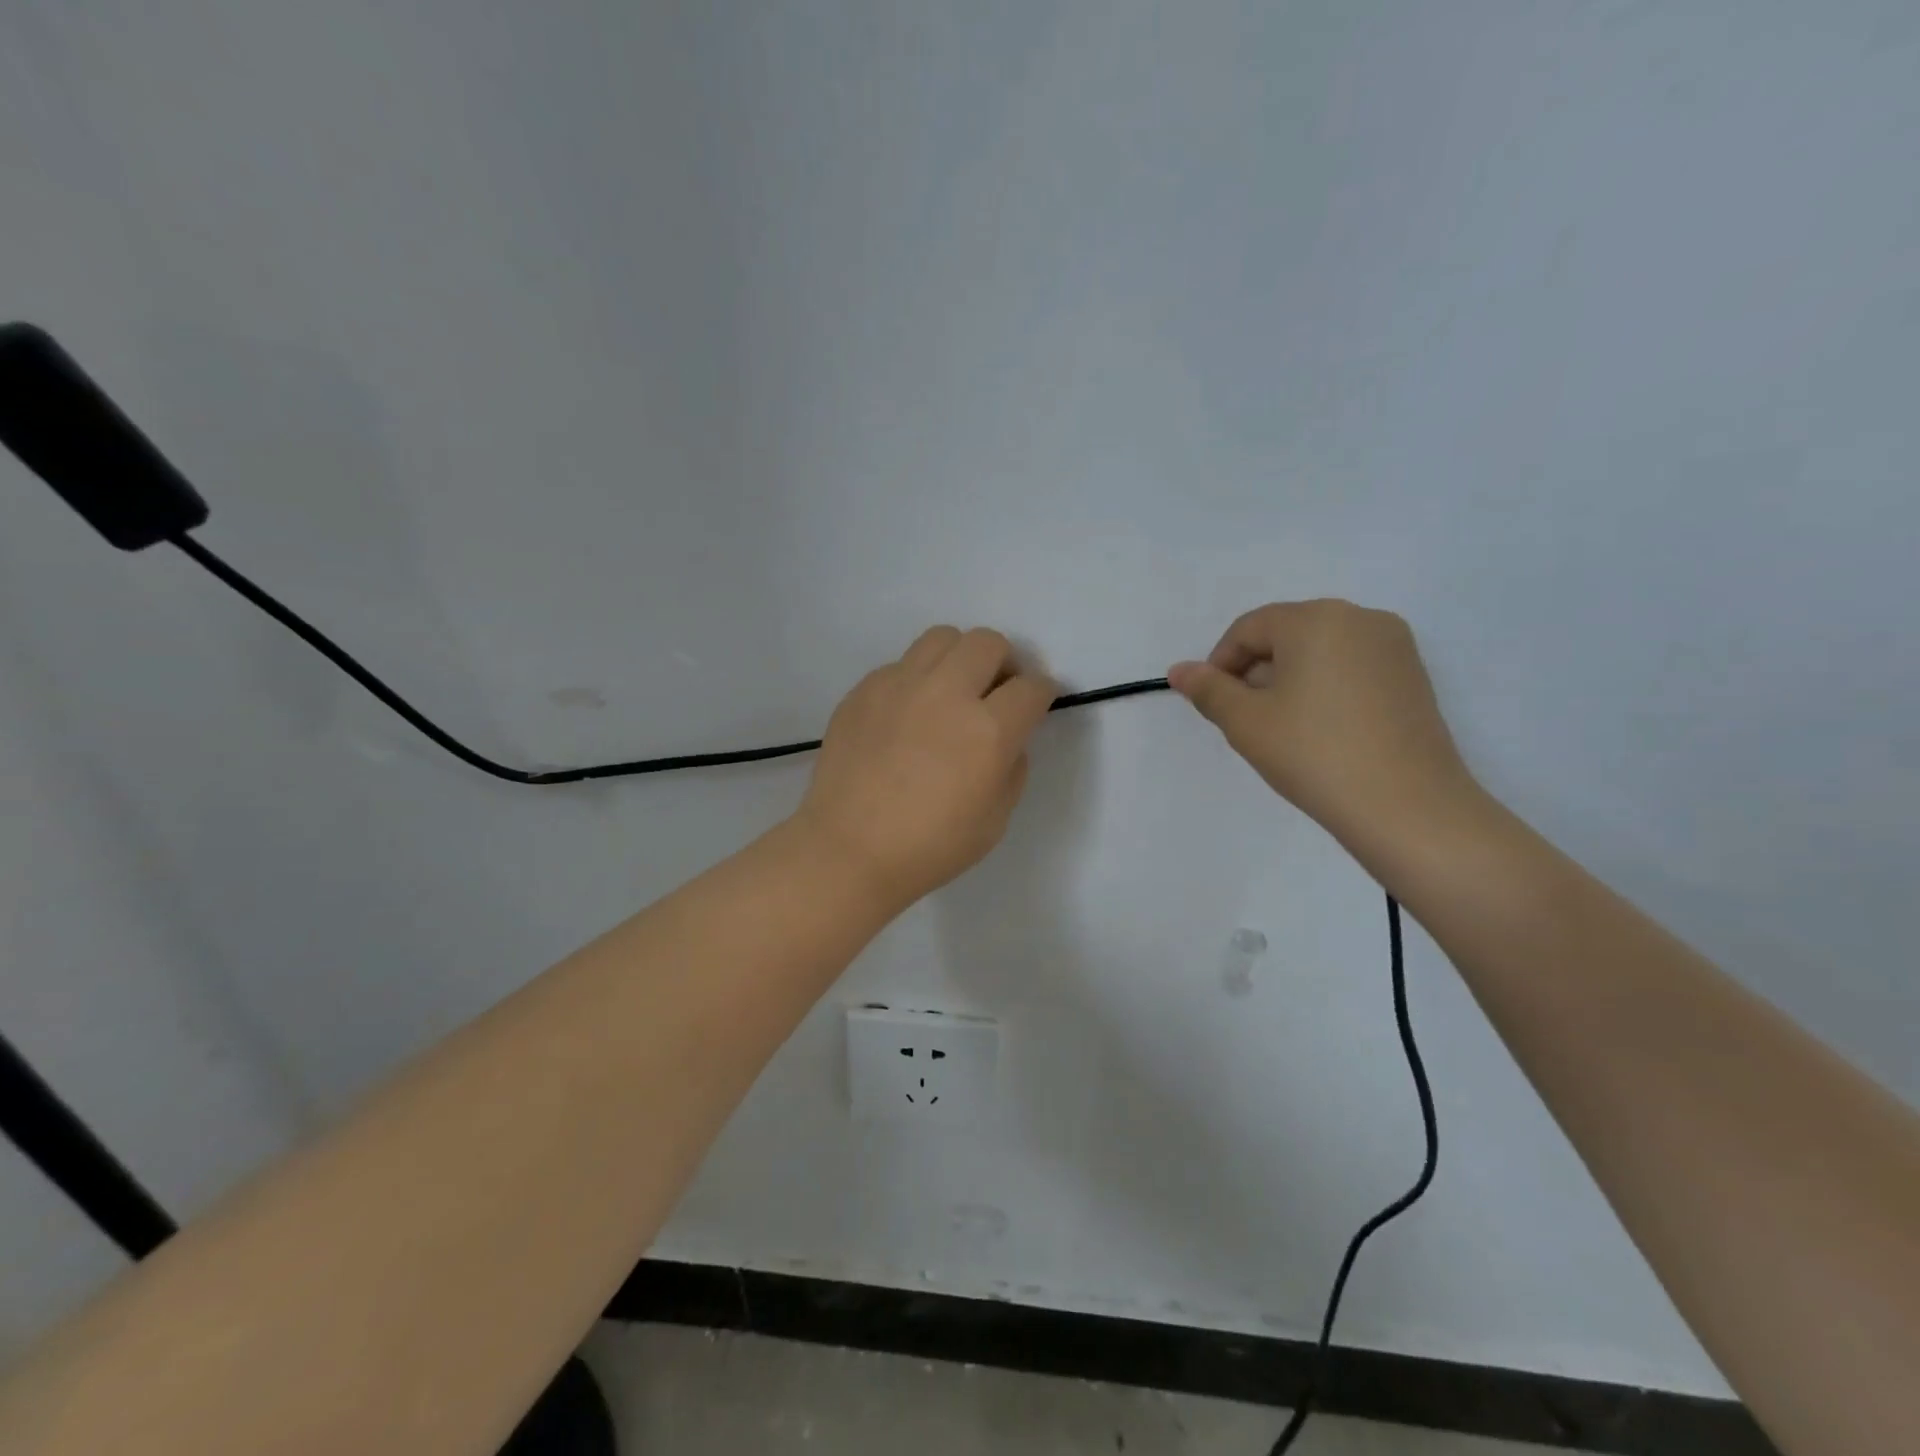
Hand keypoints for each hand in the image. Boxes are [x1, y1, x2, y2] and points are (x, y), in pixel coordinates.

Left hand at [795, 627, 1056, 911]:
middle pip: (988, 643)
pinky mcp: (864, 689)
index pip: (1031, 687)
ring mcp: (900, 685)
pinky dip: (917, 679)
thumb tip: (1009, 739)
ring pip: (942, 637)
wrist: (849, 850)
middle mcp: (946, 693)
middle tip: (995, 692)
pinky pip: (901, 664)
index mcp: (988, 730)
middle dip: (1003, 663)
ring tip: (952, 689)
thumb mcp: (996, 819)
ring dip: (959, 658)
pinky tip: (908, 713)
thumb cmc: (930, 847)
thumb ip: (1012, 767)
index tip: (1036, 702)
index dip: (1041, 692)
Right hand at [1168, 600, 1477, 842]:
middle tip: (1244, 720)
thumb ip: (1208, 689)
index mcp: (1316, 619)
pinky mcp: (1413, 676)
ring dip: (1289, 681)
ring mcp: (1393, 646)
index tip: (1212, 705)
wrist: (1407, 807)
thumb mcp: (1246, 722)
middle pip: (1286, 635)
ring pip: (1319, 652)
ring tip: (1282, 729)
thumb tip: (1178, 670)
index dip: (1220, 664)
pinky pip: (1351, 668)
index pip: (1248, 629)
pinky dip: (1324, 688)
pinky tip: (1320, 731)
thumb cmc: (1314, 754)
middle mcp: (1359, 617)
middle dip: (1256, 672)